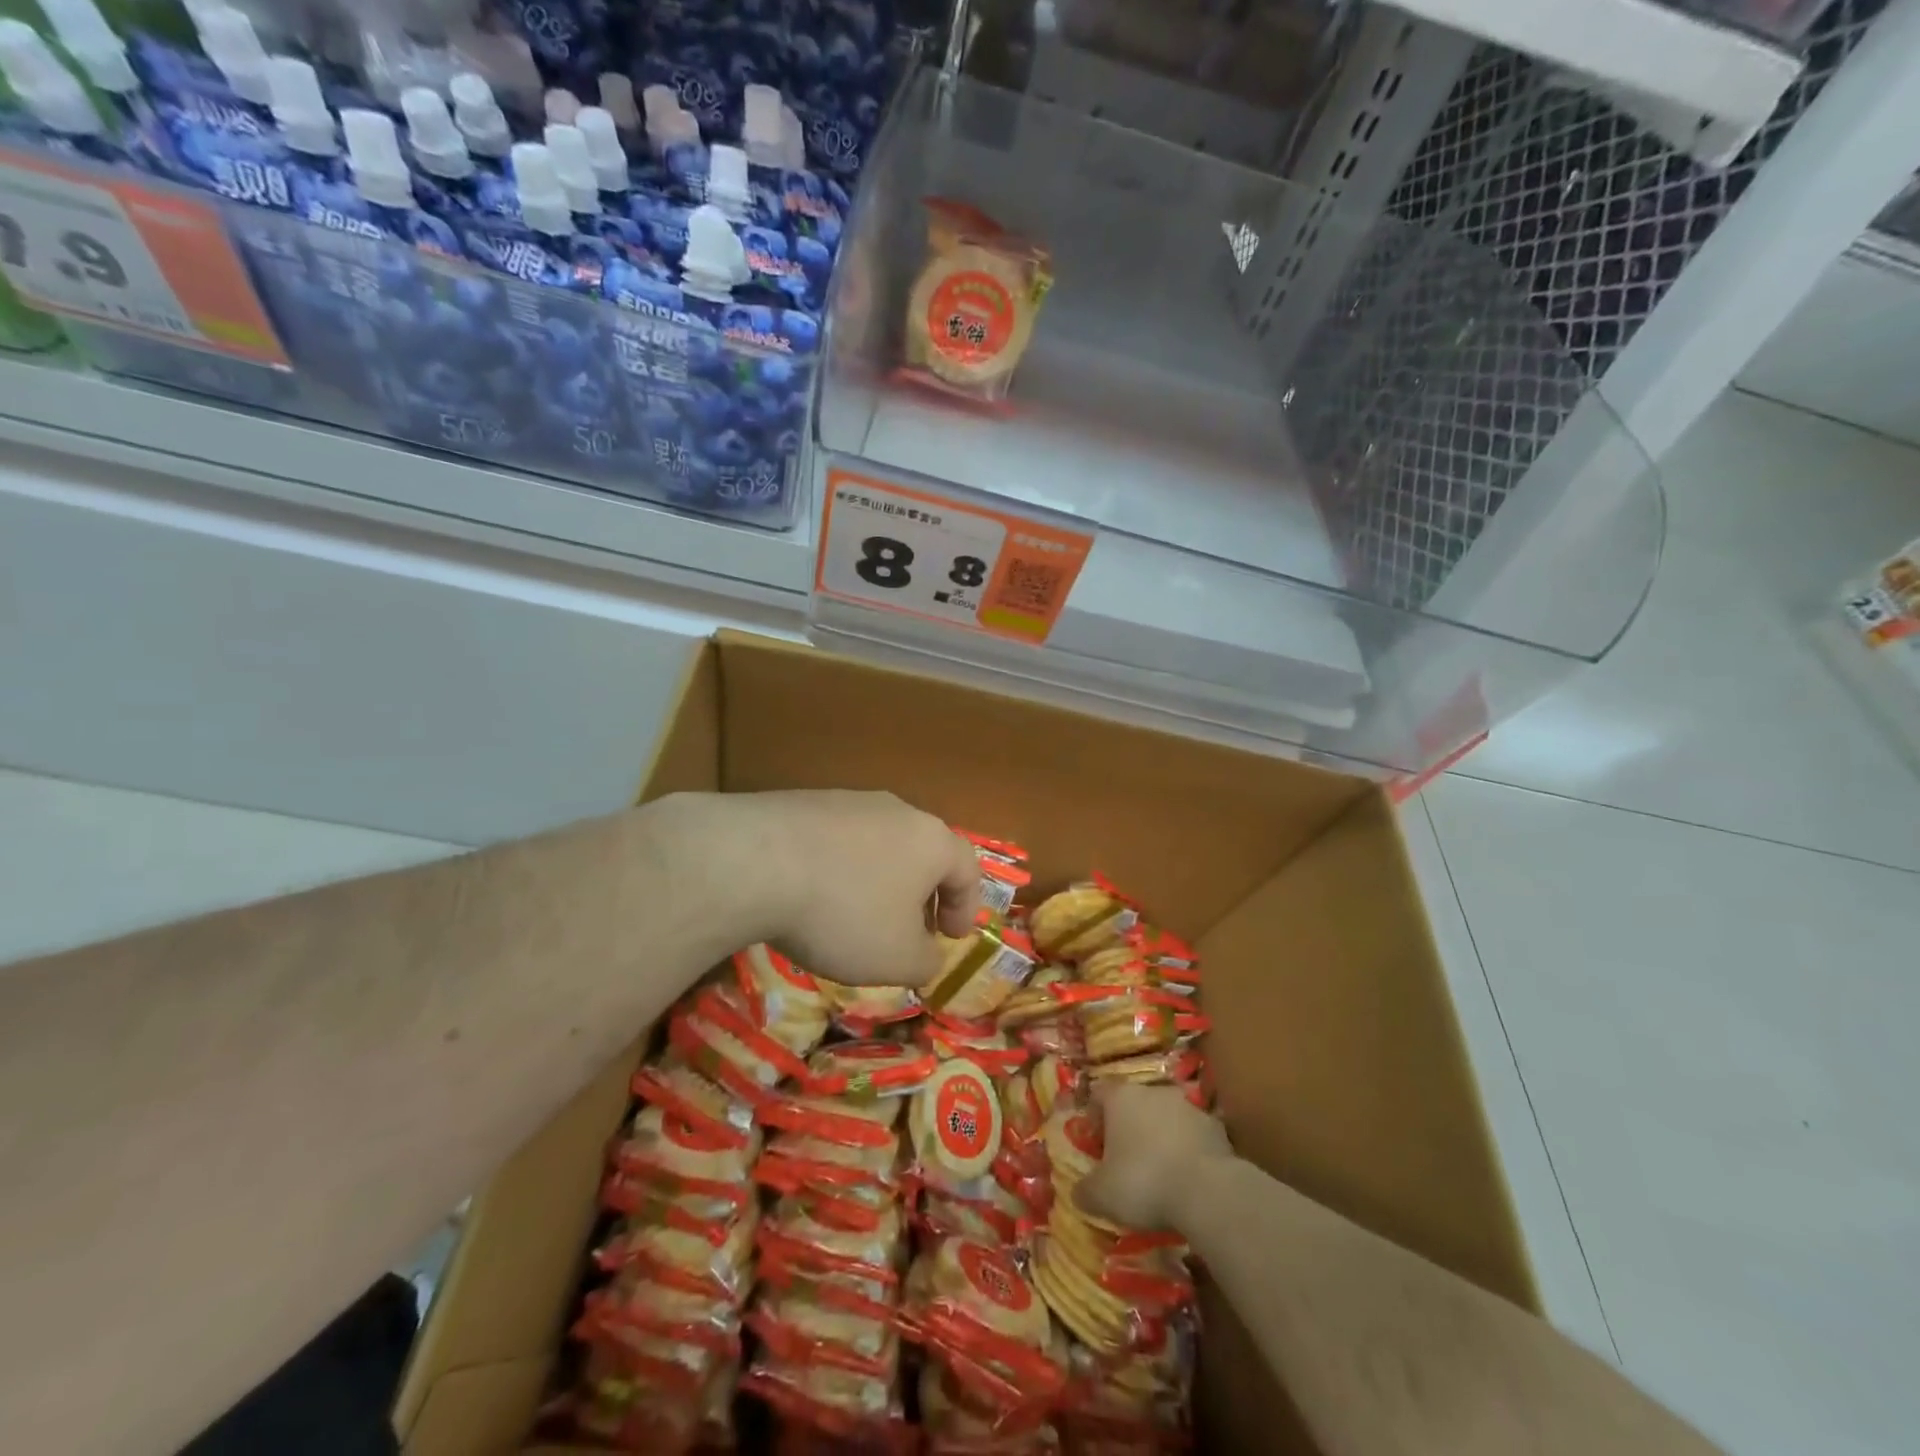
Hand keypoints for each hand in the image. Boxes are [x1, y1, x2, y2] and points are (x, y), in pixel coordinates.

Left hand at [659, 789, 981, 987]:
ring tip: (855, 916)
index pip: (968, 869)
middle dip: (920, 893)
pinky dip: (836, 869)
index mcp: (932, 841)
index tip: (951, 938)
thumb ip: (925, 961)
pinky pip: (835, 840)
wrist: (755, 861)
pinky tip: (812, 896)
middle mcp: (897, 811)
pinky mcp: (804, 802)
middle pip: (923, 852)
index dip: (966, 907)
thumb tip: (926, 954)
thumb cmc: (845, 913)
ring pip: (877, 843)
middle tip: (908, 929)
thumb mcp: (897, 958)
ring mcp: (848, 801)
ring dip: (876, 880)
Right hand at [1076, 1084, 1234, 1231]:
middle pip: (1134, 1103)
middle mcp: (1153, 1092)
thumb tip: (1078, 1193)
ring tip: (1160, 1173)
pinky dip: (1188, 1151)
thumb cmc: (1144, 1183)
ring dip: (1161, 1137)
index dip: (1094, 1116)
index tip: (1095, 1142)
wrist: (1209, 1192)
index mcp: (1121, 1098)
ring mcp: (1188, 1106)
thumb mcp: (1102, 1195)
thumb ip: (1085, 1191)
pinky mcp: (1216, 1128)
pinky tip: (1187, 1180)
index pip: (1098, 1093)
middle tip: (1125, 1160)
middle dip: (1129, 1127)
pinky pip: (1193, 1136)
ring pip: (1166, 1117)